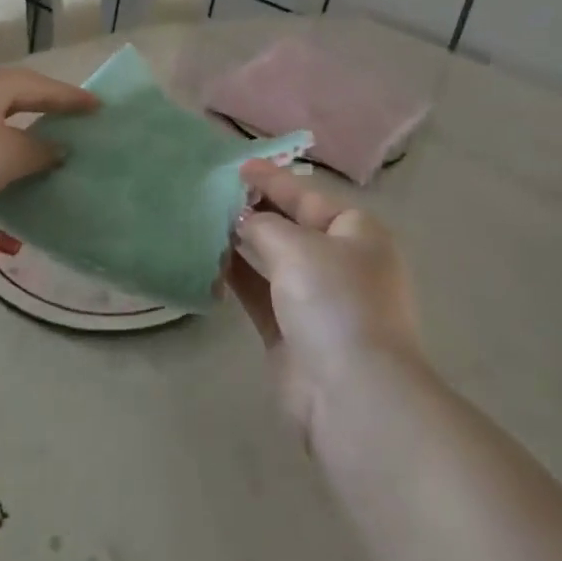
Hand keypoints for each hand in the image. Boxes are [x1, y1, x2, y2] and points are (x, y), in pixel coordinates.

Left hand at [0, 64, 98, 246]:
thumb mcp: (8, 154)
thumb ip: (41, 150)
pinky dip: (2, 161)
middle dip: (51, 115)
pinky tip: (16, 181)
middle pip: (20, 100)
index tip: (101, 109)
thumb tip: (58, 150)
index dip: (74, 98)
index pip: (43, 86)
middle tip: (83, 131)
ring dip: (26, 142)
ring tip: (57, 158)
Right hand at [228, 159, 422, 434]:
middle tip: (213, 192)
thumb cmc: (334, 302)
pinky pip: (260, 294)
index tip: (237, 166)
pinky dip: (237, 278)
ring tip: (204, 221)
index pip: (307, 196)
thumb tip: (243, 221)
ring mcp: (316, 300)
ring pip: (273, 261)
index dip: (272, 180)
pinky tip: (209, 261)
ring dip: (242, 243)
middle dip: (255, 210)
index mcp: (357, 234)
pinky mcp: (292, 333)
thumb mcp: (298, 247)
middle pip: (291, 226)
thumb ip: (264, 225)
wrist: (352, 394)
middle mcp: (340, 263)